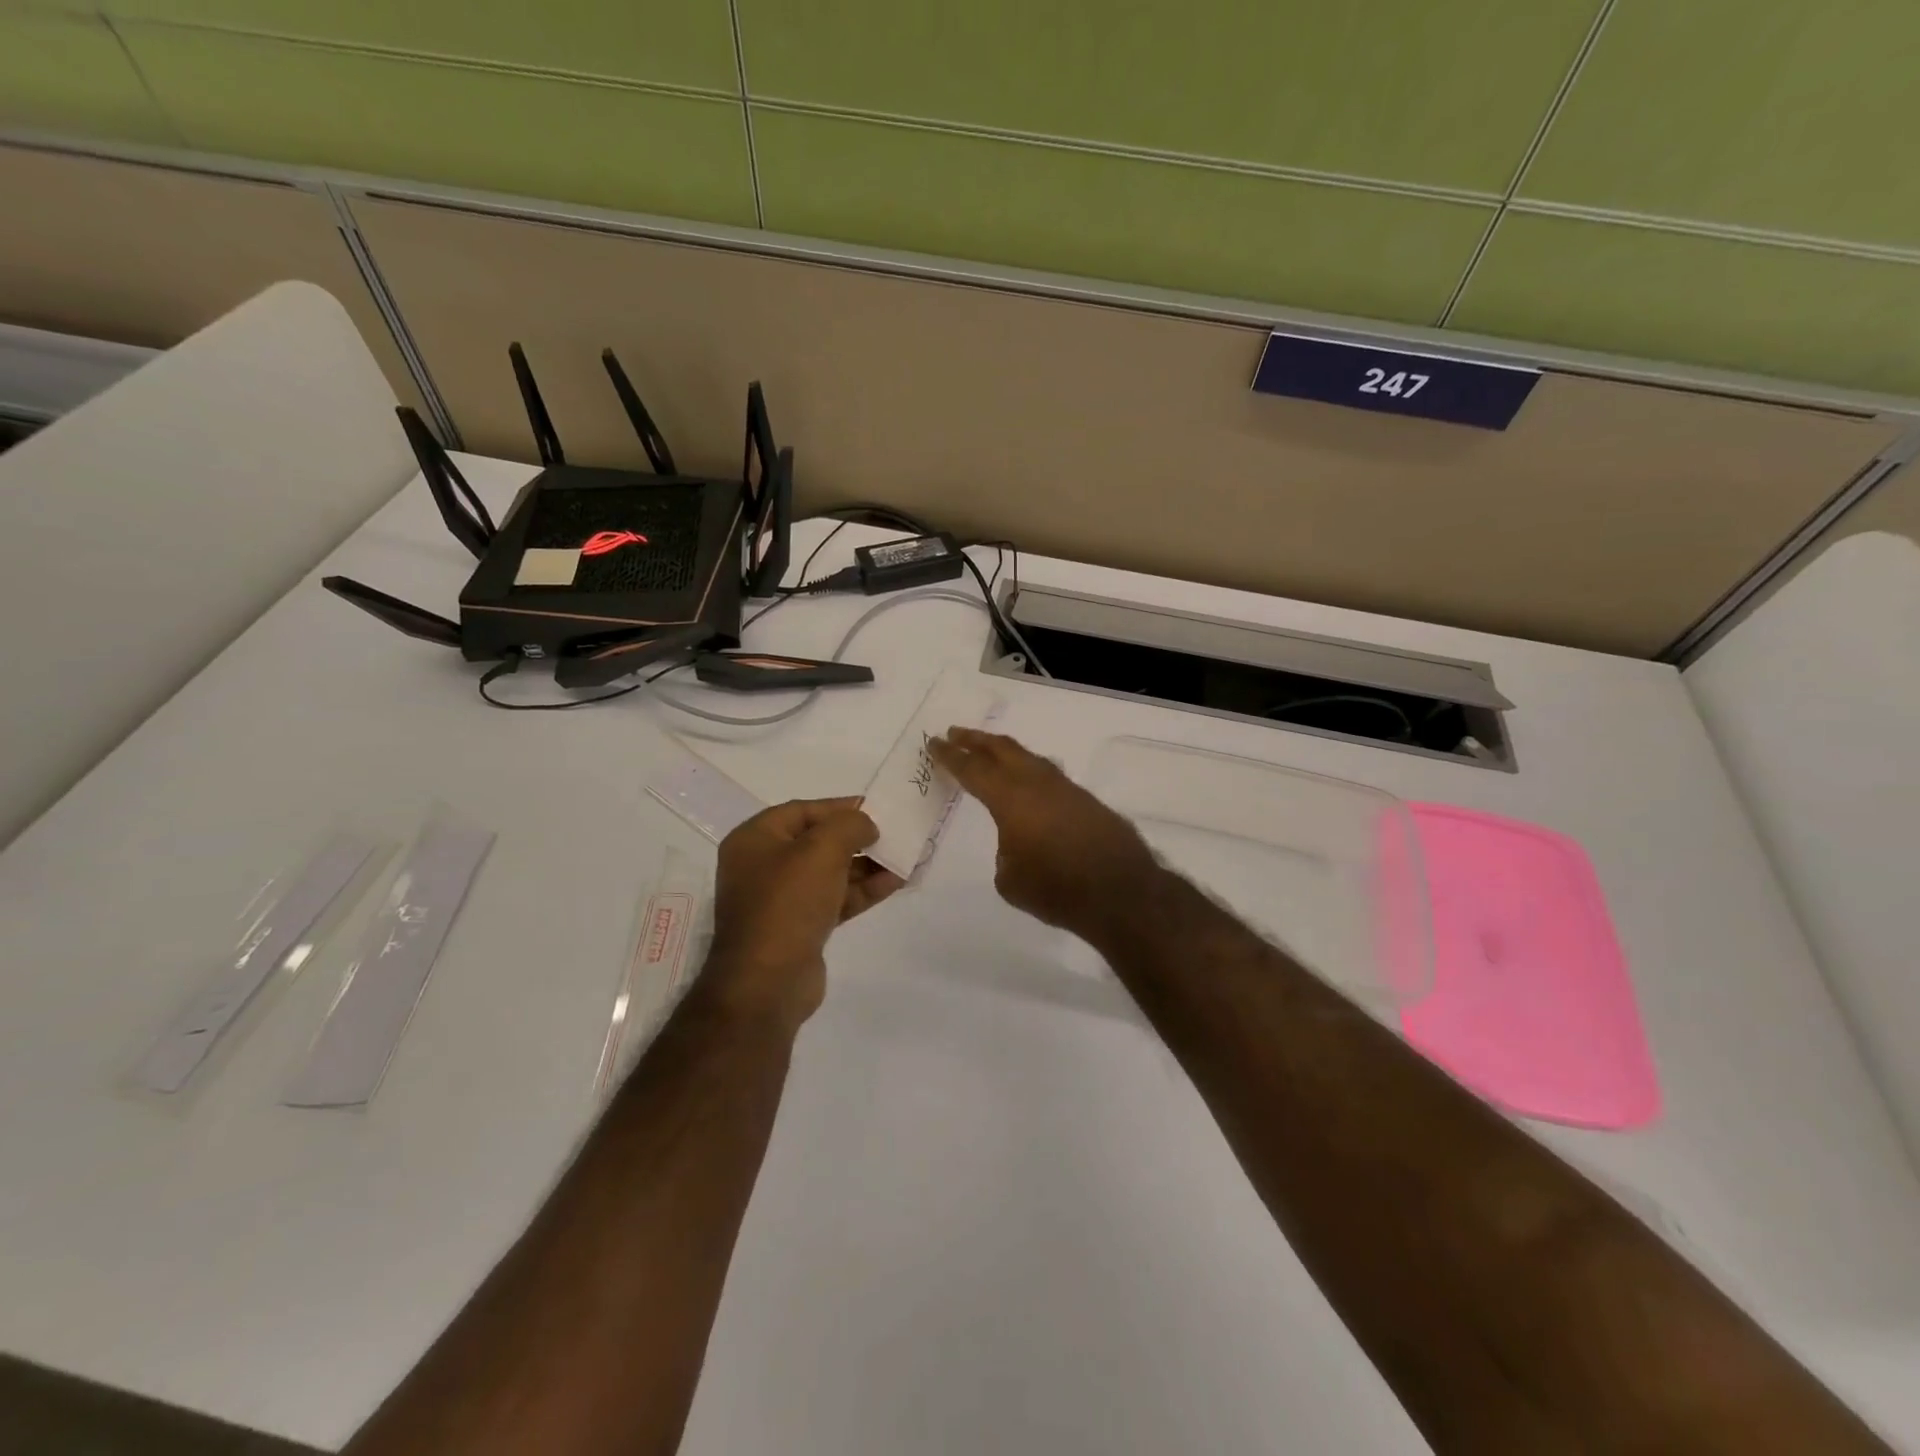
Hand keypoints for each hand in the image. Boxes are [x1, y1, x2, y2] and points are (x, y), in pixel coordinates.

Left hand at [704, 799, 903, 1030]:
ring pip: (830, 872)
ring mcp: (780, 900)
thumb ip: (850, 825)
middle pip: (818, 841)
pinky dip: (862, 890)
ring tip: (903, 858)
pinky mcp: (799, 927)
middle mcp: (763, 865)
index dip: (841, 807)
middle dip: (858, 838)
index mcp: (755, 839)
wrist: (767, 982)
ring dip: (866, 865)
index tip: (877, 809)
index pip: (803, 810)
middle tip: (893, 835)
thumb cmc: (788, 903)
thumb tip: (866, 825)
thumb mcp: (822, 850)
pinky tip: (895, 882)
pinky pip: (834, 899)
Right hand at [929, 728, 1159, 943]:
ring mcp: (1066, 789)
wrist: (1121, 894)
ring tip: (991, 751)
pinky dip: (1030, 771)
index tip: (934, 742)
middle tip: (956, 733)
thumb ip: (1006, 853)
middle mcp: (1037, 784)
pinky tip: (1029, 782)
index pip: (972, 769)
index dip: (950, 755)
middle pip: (1002, 750)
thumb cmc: (1056, 889)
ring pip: (1030, 758)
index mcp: (1010, 799)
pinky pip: (1049, 776)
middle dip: (976, 740)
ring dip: (1005, 752)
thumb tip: (1018, 844)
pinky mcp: (1087, 801)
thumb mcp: (1010, 880)